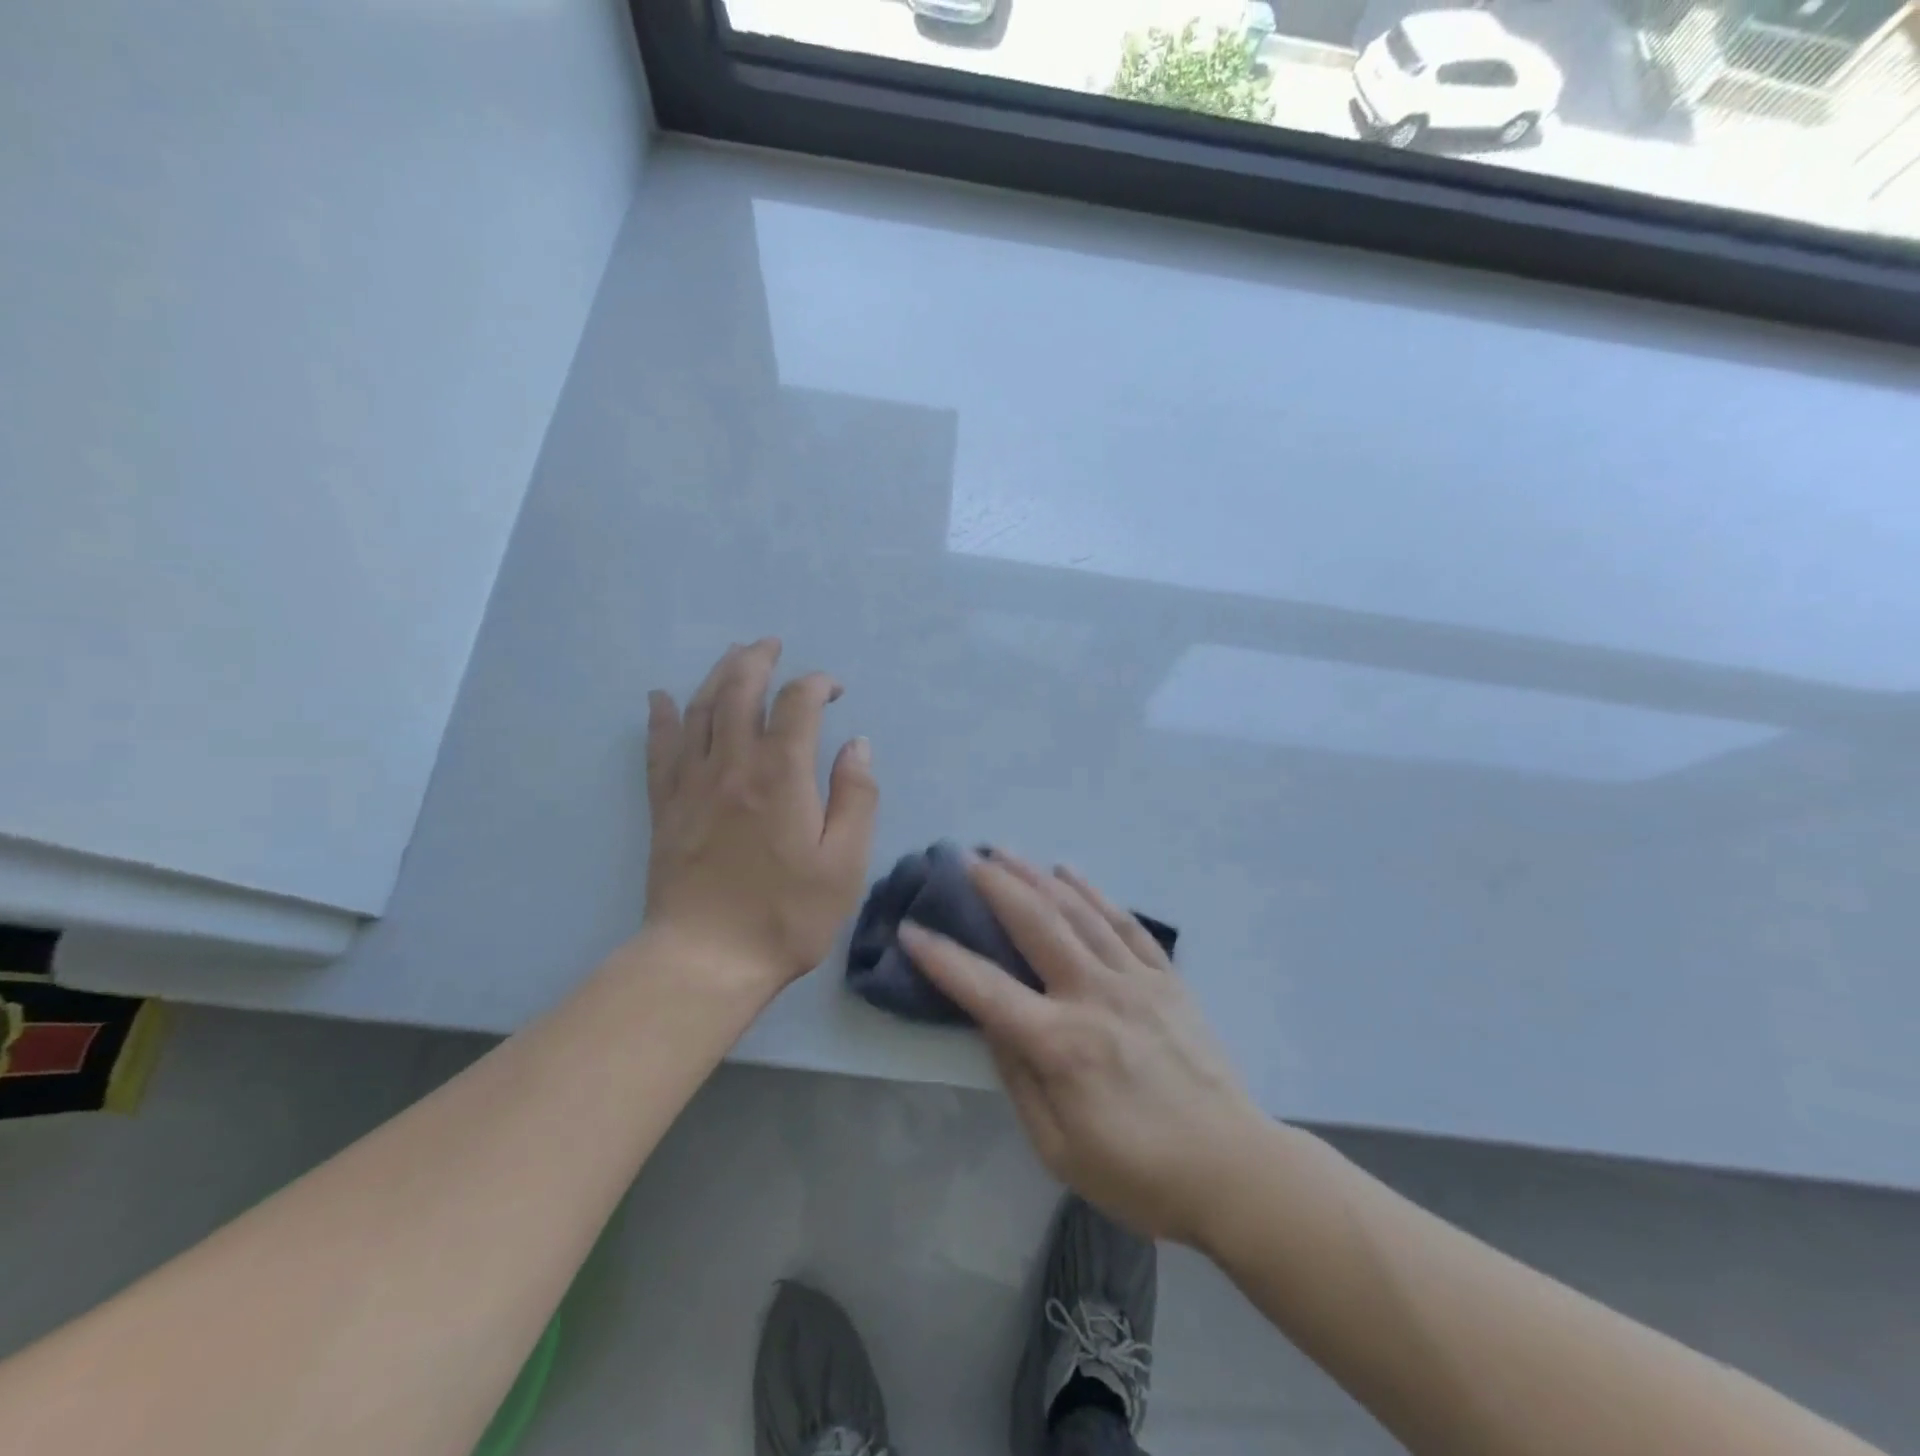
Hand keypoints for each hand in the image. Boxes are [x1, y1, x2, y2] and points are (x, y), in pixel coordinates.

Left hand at [642, 639, 877, 996]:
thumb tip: (856, 745)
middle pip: (740, 690)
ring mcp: (692, 783)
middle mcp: (733, 764)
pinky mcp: (665, 806)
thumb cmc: (786, 915)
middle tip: (772, 645)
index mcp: (782, 775)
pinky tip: (660, 698)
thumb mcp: (845, 863)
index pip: (797, 703)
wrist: (706, 960)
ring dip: (718, 674)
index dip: (817, 684)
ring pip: (700, 708)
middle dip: (758, 659)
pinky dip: (661, 717)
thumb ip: (855, 797)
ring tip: (733, 655)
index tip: (834, 690)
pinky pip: (659, 748)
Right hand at [900, 853, 1267, 1246]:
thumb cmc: (1138, 1173)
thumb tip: (990, 1022)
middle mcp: (1094, 996)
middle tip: (965, 858)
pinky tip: (1070, 873)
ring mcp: (1135, 980)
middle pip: (1036, 925)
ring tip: (1005, 852)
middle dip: (995, 886)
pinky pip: (1125, 923)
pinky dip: (1094, 893)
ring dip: (1037, 877)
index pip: (985, 989)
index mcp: (1061, 1043)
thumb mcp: (1058, 1148)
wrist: (1233, 1169)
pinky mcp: (1166, 978)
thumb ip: (1019, 1079)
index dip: (941, 958)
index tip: (910, 928)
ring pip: (1078, 912)